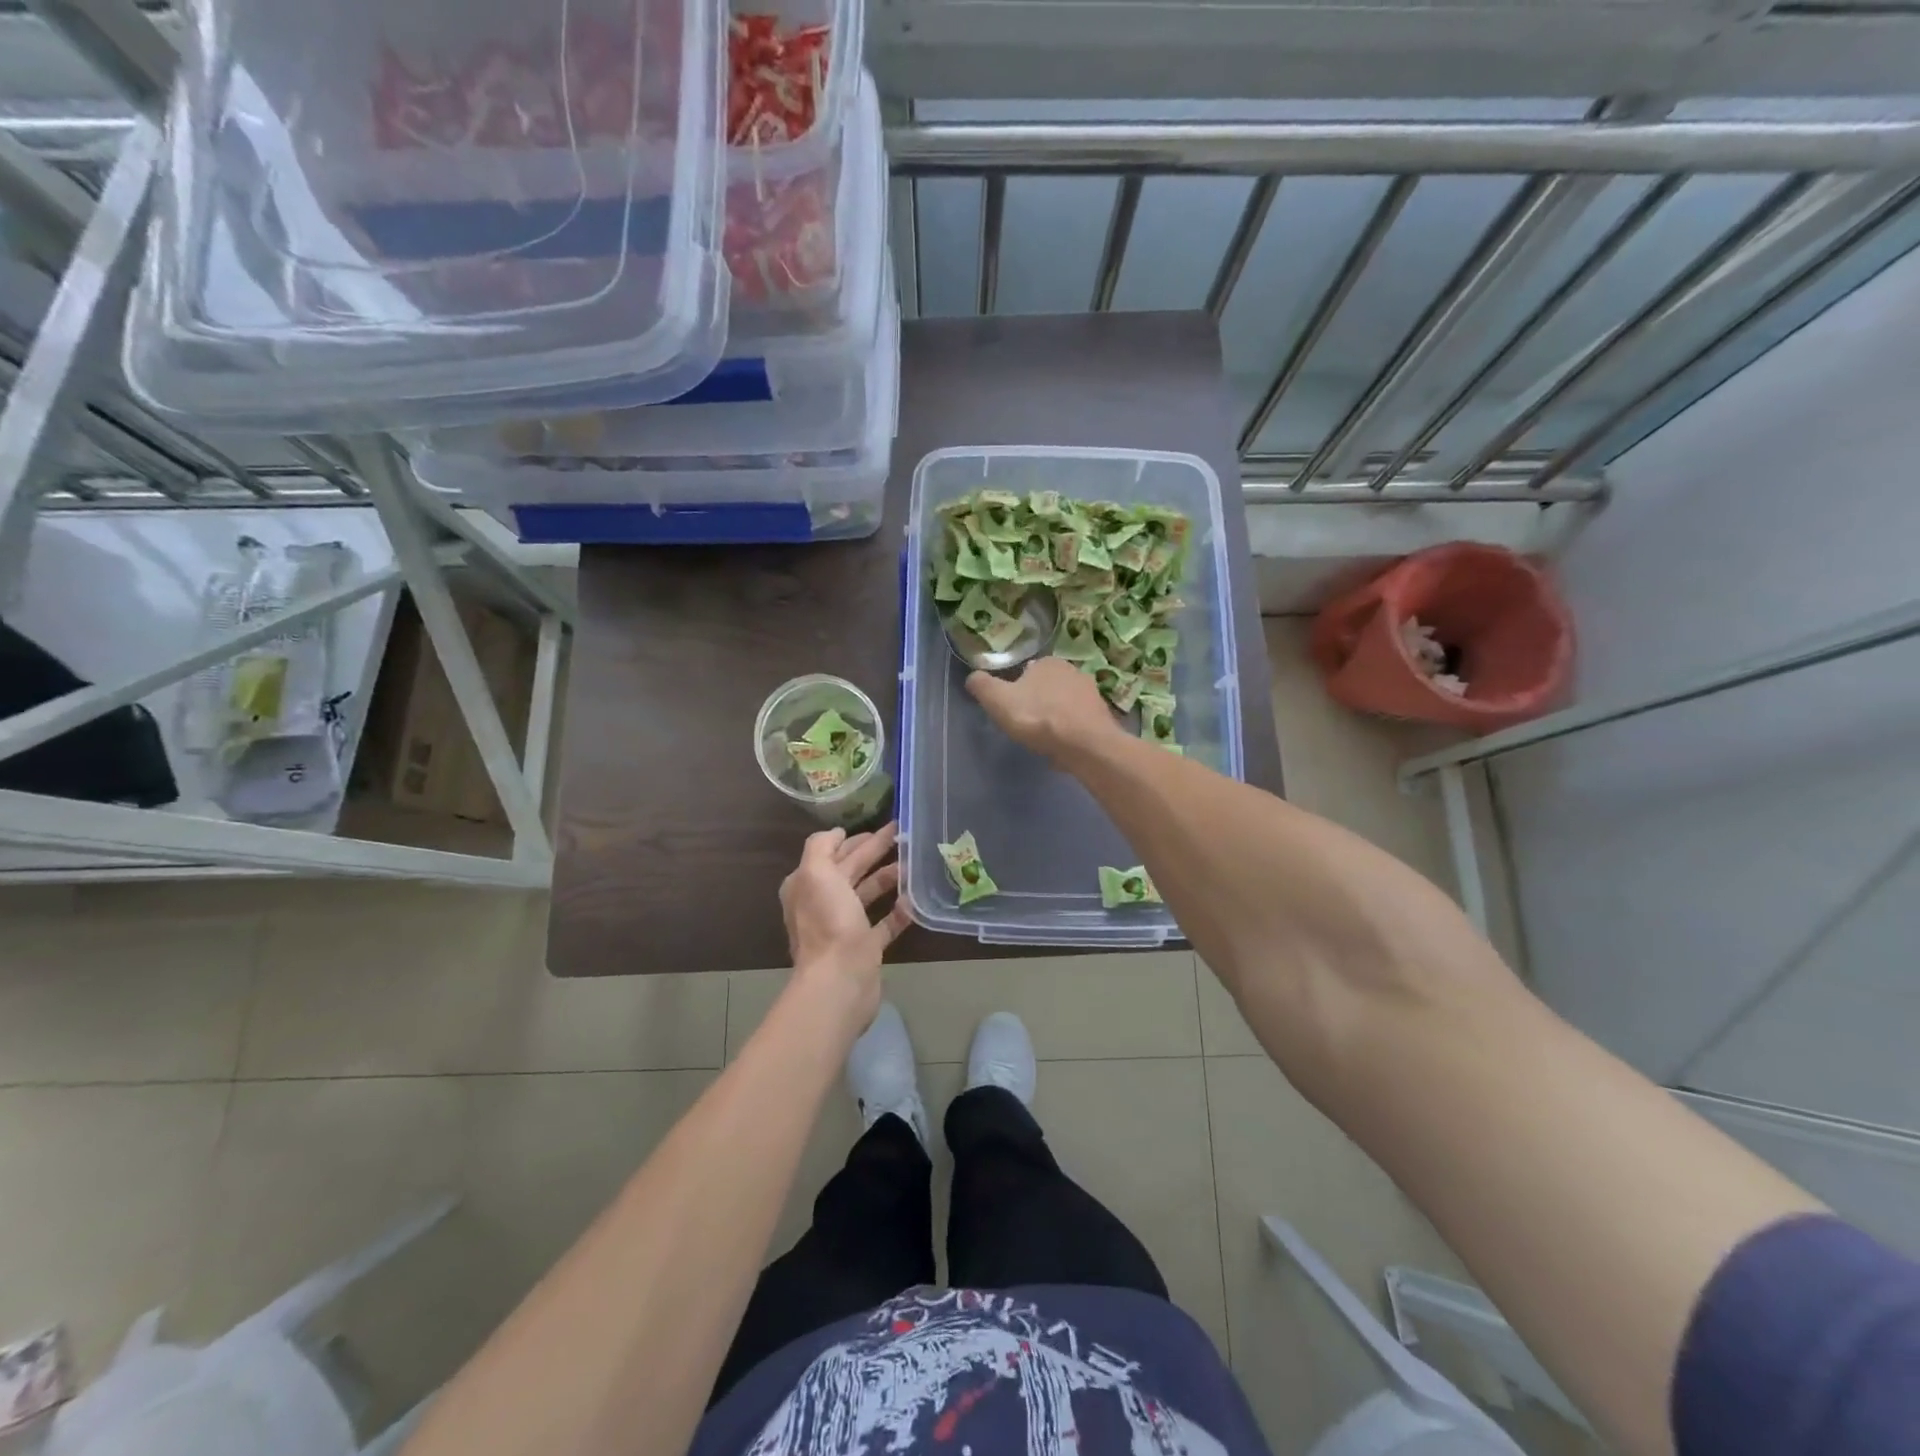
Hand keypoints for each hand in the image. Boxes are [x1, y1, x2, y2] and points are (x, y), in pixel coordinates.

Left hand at [780, 822, 912, 1024]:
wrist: (840, 979)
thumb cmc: (828, 922)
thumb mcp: (815, 872)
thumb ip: (821, 846)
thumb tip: (838, 833)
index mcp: (807, 885)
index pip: (832, 853)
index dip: (854, 838)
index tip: (881, 825)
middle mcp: (823, 903)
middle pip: (852, 870)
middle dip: (875, 851)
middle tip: (904, 835)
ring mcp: (844, 926)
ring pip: (868, 894)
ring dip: (888, 877)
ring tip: (913, 864)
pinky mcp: (865, 947)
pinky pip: (885, 923)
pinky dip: (899, 911)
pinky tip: (915, 899)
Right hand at [966, 657, 1120, 761]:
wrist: (1086, 745)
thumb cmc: (1038, 718)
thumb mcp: (998, 700)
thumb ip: (982, 686)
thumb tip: (972, 677)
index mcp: (1049, 662)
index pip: (1028, 670)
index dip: (1017, 689)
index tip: (1011, 709)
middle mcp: (1074, 671)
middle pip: (1047, 686)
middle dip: (1037, 702)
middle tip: (1025, 724)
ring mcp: (1092, 694)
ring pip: (1064, 704)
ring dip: (1055, 717)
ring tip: (1043, 738)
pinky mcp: (1102, 717)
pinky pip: (1078, 722)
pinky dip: (1069, 731)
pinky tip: (1062, 745)